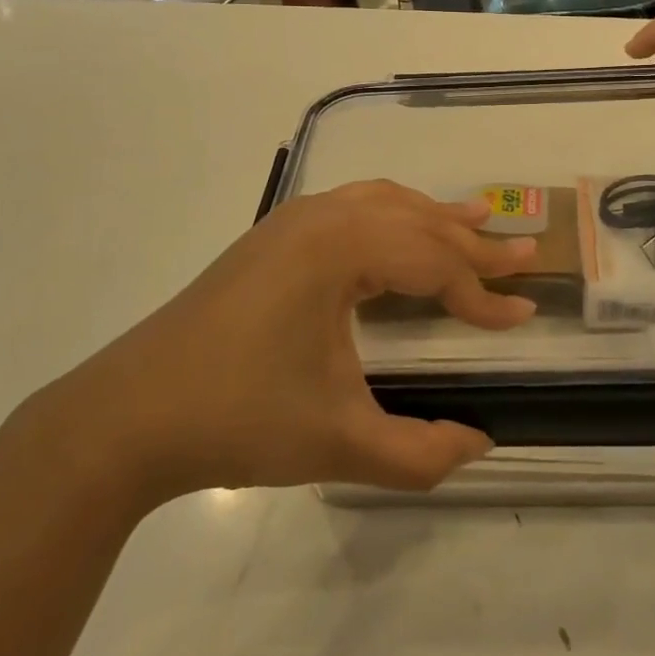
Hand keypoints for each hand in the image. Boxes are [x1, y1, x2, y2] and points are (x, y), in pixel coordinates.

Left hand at [46, 182, 537, 503]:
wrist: (130, 413)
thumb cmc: (237, 418)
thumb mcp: (339, 443)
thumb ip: (420, 453)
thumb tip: (479, 444)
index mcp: (340, 250)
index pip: (433, 264)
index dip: (482, 295)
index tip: (524, 315)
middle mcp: (320, 218)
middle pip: (415, 221)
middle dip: (471, 243)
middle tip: (523, 253)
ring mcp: (291, 221)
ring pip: (382, 203)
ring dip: (431, 216)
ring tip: (475, 220)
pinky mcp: (272, 237)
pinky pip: (350, 208)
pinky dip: (390, 213)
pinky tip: (398, 228)